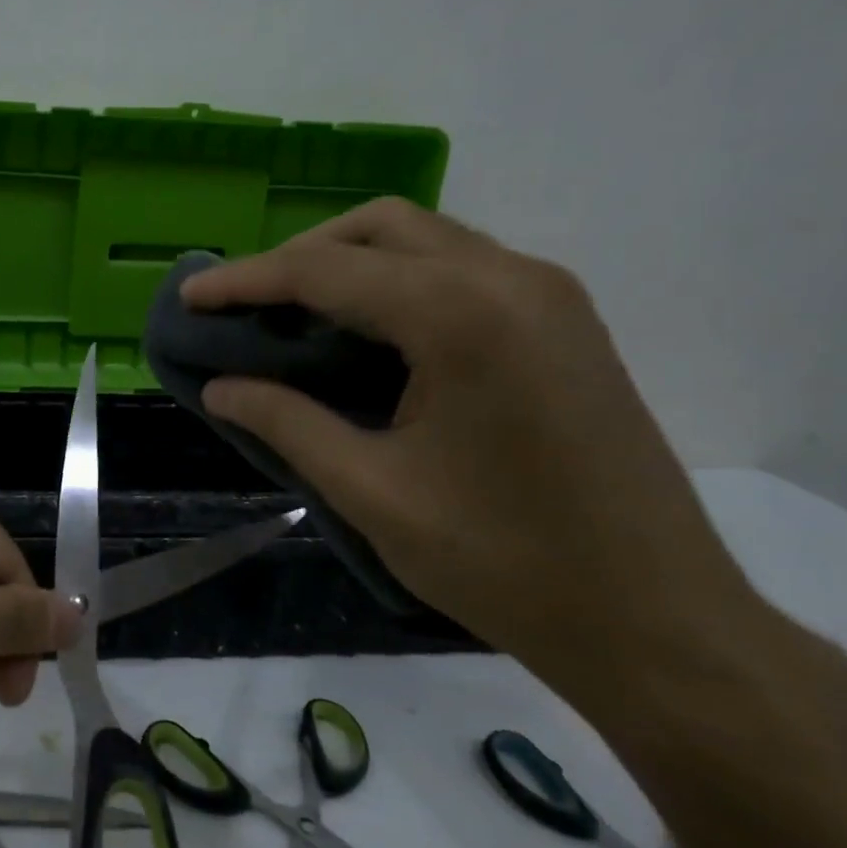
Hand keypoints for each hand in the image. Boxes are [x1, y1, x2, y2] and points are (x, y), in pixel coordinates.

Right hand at [181, 199, 756, 694]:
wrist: (657, 620)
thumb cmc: (504, 562)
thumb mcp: (371, 492)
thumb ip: (285, 423)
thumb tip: (219, 386)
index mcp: (462, 316)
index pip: (325, 270)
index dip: (245, 280)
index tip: (188, 294)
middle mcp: (511, 278)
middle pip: (378, 227)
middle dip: (298, 256)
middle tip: (244, 306)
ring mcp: (548, 294)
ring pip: (423, 239)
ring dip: (348, 262)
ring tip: (293, 315)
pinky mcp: (563, 320)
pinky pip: (459, 267)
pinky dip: (396, 280)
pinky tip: (365, 332)